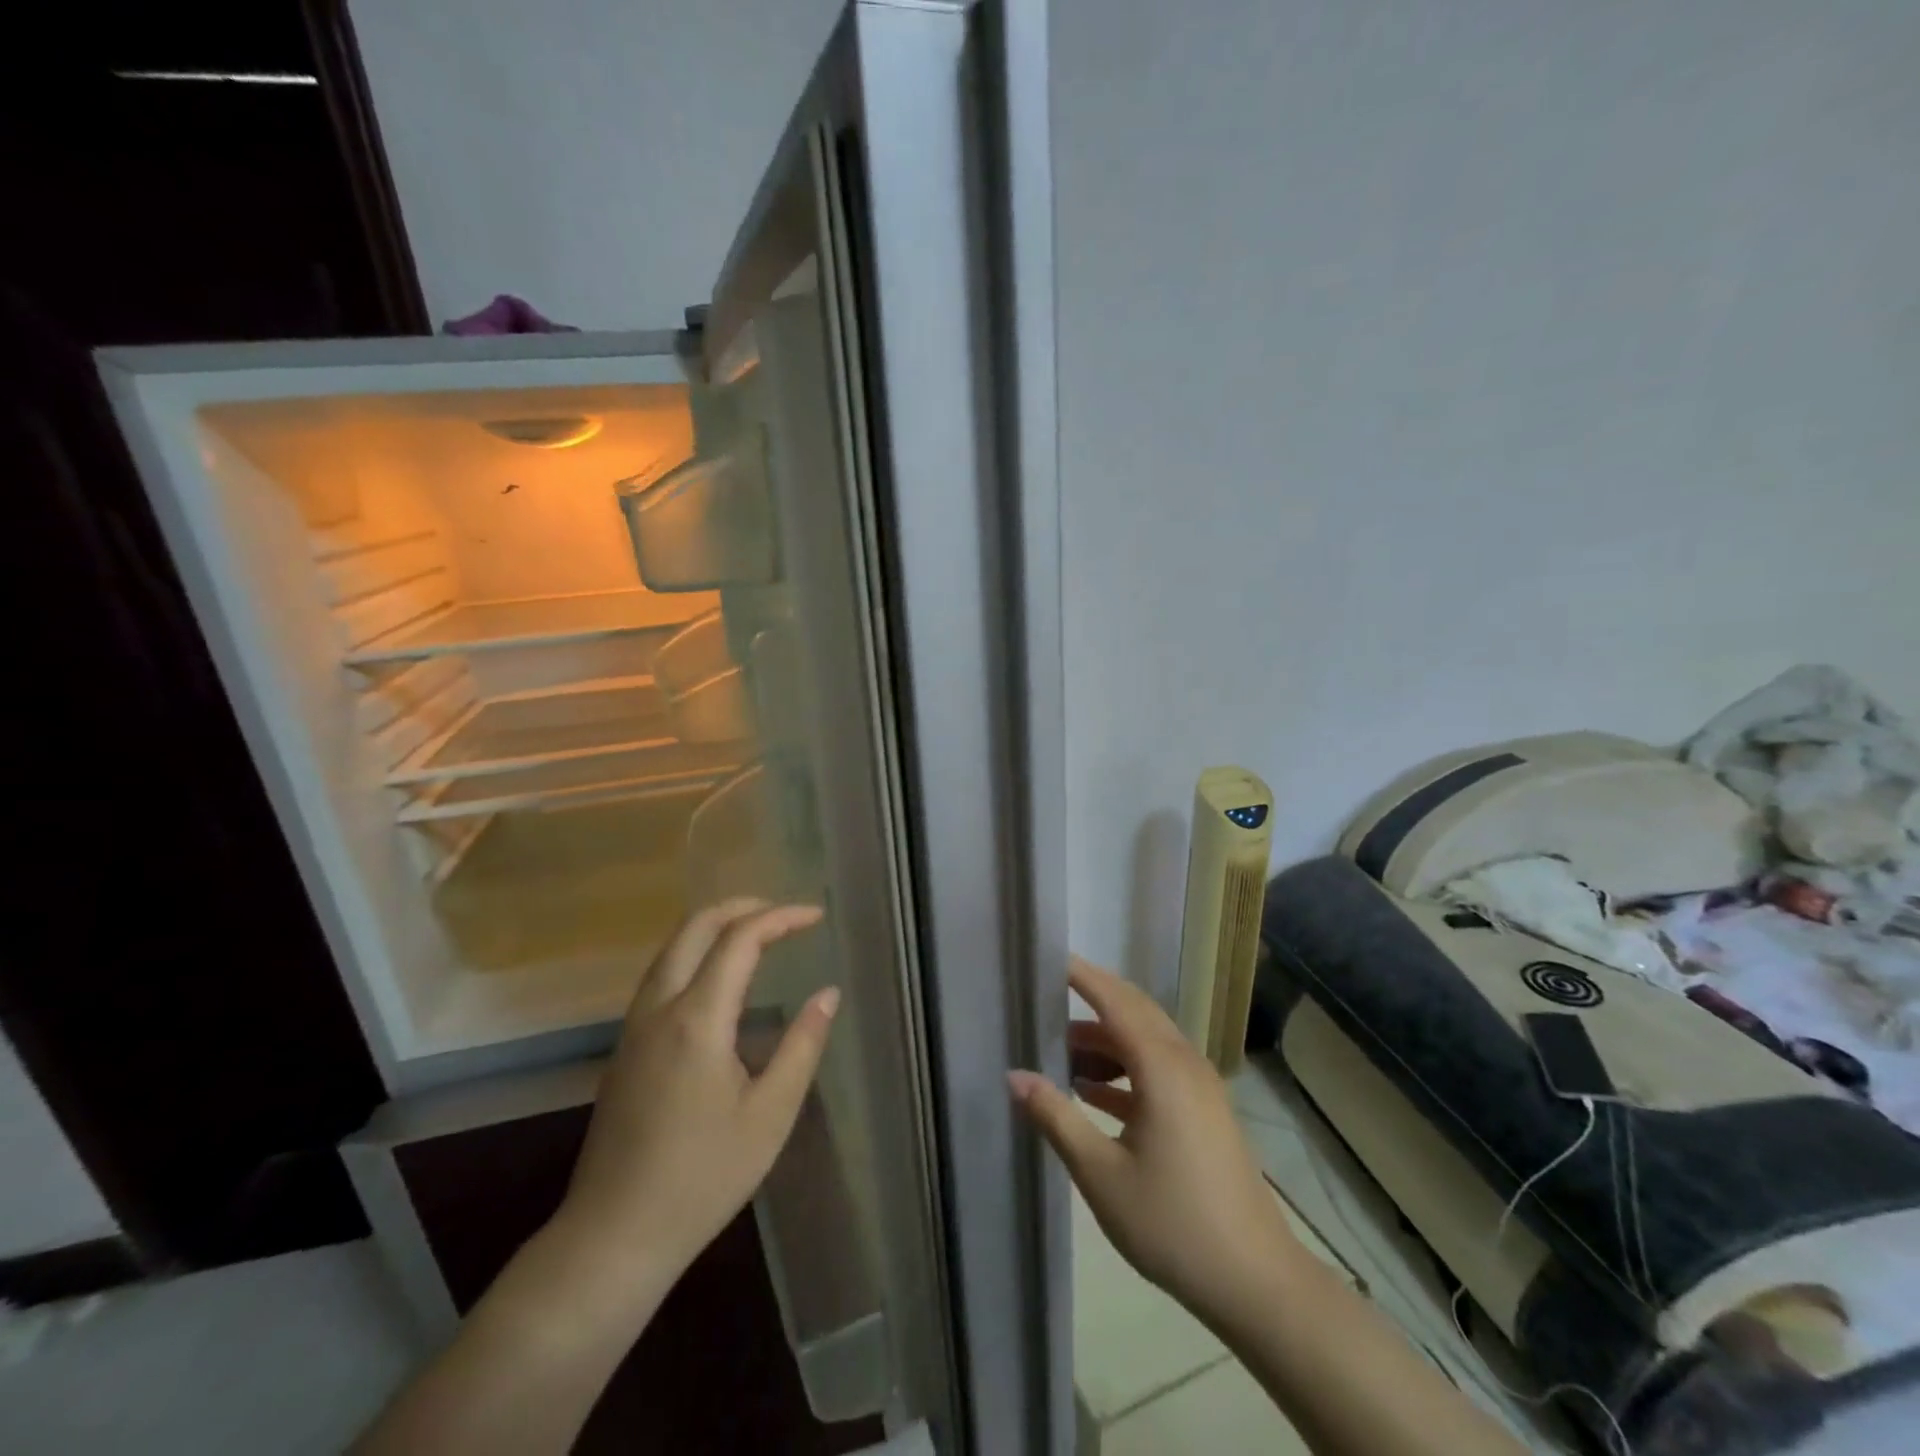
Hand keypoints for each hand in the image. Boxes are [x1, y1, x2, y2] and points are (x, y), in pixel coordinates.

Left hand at [558, 899, 839, 1291]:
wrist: (613, 1235)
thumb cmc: (703, 1177)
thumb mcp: (770, 1114)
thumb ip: (802, 1045)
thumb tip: (827, 994)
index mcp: (697, 1019)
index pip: (740, 939)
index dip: (781, 918)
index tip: (816, 917)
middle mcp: (659, 1008)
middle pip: (694, 927)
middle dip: (742, 907)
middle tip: (785, 914)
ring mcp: (634, 1027)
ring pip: (672, 948)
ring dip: (715, 927)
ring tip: (758, 934)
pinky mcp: (624, 1048)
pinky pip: (661, 975)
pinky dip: (695, 953)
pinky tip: (720, 979)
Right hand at [1009, 957, 1299, 1323]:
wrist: (1255, 1281)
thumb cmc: (1172, 1223)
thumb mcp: (1100, 1174)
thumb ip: (1055, 1117)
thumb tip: (1014, 1075)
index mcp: (1161, 1067)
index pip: (1115, 1001)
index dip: (1083, 976)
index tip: (1050, 957)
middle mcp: (1184, 1064)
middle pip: (1134, 1012)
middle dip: (1091, 1000)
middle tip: (1047, 996)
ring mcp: (1199, 1087)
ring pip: (1146, 1041)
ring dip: (1105, 1040)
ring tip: (1060, 1052)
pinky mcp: (1204, 1111)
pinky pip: (1158, 1069)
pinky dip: (1124, 1068)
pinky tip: (1093, 1090)